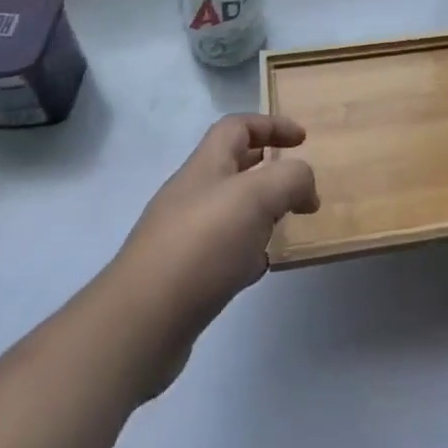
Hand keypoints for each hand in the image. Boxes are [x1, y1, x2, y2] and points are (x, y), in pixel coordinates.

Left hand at [110, 114, 318, 395]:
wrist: (141, 323)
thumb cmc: (203, 244)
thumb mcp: (258, 197)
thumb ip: (291, 179)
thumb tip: (306, 186)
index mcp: (206, 165)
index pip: (238, 126)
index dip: (271, 125)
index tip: (303, 139)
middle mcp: (192, 193)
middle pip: (232, 166)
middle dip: (267, 169)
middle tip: (296, 185)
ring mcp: (182, 235)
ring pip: (229, 211)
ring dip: (259, 213)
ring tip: (285, 226)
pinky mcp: (180, 276)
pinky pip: (221, 251)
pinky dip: (245, 252)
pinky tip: (257, 268)